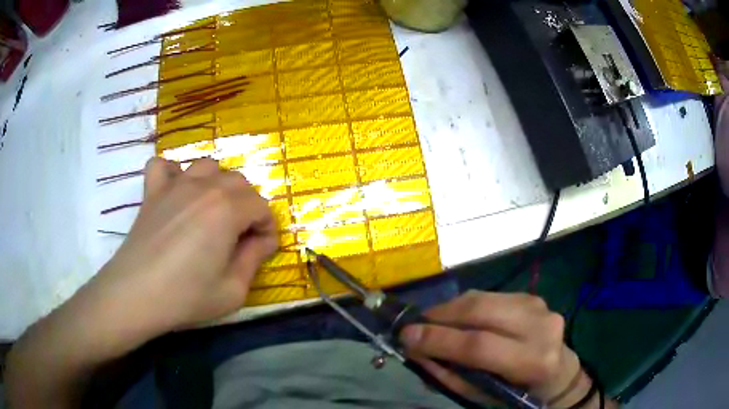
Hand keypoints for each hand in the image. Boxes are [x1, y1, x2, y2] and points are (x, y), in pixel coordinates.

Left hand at [92, 157, 277, 332]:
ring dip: (217, 184)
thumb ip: (253, 260)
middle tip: (241, 235)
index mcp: (227, 210)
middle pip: (238, 182)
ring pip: (207, 166)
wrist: (136, 294)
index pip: (262, 206)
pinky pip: (163, 165)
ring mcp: (175, 185)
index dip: (268, 228)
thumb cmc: (186, 297)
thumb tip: (262, 241)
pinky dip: (172, 173)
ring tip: (213, 210)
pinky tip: (175, 191)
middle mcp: (204, 187)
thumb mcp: (232, 290)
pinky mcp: (152, 191)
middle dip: (248, 206)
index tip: (263, 249)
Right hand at [400, 291, 586, 406]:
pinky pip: (489, 296)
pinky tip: (457, 318)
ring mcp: (539, 305)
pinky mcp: (532, 296)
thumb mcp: (484, 395)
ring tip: (432, 322)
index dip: (439, 339)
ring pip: (482, 298)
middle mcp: (540, 326)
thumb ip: (450, 374)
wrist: (558, 373)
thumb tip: (416, 350)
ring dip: (449, 309)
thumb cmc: (519, 393)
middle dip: (440, 316)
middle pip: (480, 311)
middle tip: (415, 325)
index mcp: (533, 361)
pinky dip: (465, 306)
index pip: (479, 345)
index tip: (406, 336)